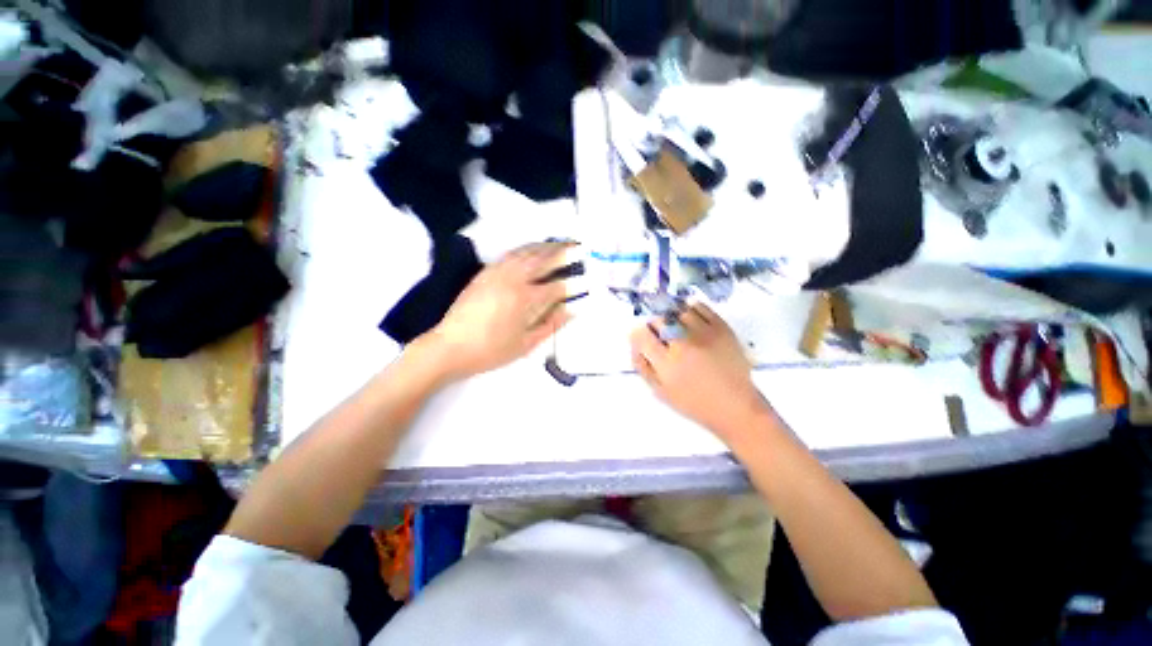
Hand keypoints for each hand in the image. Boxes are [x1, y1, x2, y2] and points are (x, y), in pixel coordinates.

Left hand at [421, 242, 573, 381]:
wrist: (450, 347)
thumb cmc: (491, 351)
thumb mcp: (525, 344)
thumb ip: (551, 325)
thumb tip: (571, 310)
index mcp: (525, 300)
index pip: (555, 287)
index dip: (570, 285)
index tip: (583, 280)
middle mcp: (514, 280)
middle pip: (542, 260)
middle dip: (561, 252)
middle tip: (576, 246)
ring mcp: (498, 273)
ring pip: (525, 253)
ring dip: (544, 246)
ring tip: (558, 243)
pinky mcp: (485, 272)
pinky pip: (509, 254)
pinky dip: (525, 248)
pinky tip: (531, 250)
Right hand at [630, 303, 767, 439]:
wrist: (735, 406)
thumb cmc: (694, 403)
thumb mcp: (661, 391)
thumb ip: (643, 367)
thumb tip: (635, 344)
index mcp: (667, 363)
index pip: (642, 335)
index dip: (638, 335)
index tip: (643, 339)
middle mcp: (684, 344)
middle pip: (659, 321)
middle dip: (654, 327)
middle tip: (661, 337)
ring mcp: (705, 334)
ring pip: (678, 312)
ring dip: (673, 319)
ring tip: (678, 330)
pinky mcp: (722, 328)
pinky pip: (700, 307)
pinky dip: (691, 311)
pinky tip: (692, 323)